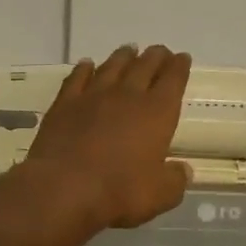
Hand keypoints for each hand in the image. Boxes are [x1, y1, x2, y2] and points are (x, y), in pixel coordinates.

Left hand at [17, 45, 192, 231]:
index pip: (173, 80)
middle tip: (160, 51)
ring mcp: (93, 96)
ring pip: (112, 67)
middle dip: (155, 57)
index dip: (179, 67)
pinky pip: (77, 78)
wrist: (64, 188)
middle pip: (144, 66)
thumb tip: (182, 171)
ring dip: (123, 57)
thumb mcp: (160, 195)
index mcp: (157, 113)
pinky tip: (87, 64)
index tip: (182, 58)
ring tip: (129, 50)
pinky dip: (84, 69)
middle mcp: (127, 96)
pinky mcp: (64, 104)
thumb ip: (175, 180)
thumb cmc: (119, 192)